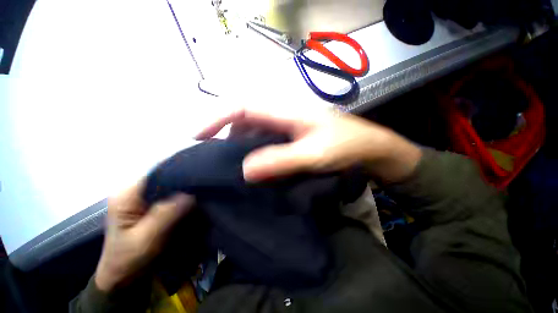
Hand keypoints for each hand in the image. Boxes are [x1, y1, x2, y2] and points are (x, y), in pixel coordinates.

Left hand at [95, 182, 194, 292]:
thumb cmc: (128, 260)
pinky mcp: (152, 209)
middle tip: (204, 187)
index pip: (157, 173)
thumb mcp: (145, 238)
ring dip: (186, 192)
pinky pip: (172, 199)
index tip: (199, 176)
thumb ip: (166, 214)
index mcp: (127, 195)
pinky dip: (183, 200)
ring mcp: (144, 201)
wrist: (124, 279)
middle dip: (185, 183)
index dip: (179, 172)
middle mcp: (135, 193)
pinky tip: (195, 203)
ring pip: (171, 189)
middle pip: (166, 179)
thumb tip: (190, 194)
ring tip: (203, 193)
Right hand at [195, 105, 421, 182]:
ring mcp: (288, 128)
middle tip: (217, 162)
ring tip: (234, 170)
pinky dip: (257, 155)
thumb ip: (281, 160)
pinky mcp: (293, 139)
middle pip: (245, 122)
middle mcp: (283, 117)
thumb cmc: (347, 147)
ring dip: (242, 150)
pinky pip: (267, 144)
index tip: (197, 136)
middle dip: (227, 139)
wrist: (371, 150)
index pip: (242, 107)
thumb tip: (245, 170)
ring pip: (255, 135)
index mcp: (286, 112)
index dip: (216, 118)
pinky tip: (257, 170)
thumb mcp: (314, 154)